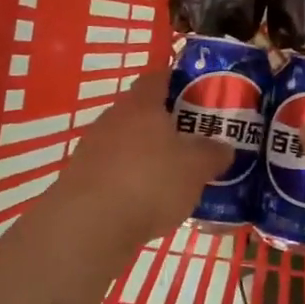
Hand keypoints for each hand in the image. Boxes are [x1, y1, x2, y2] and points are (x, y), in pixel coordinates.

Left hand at [39, 69, 230, 249]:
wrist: (88, 226)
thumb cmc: (149, 182)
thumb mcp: (196, 168)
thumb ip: (213, 153)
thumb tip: (223, 147)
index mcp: (141, 104)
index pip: (159, 77)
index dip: (179, 80)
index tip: (199, 93)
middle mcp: (113, 118)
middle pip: (143, 111)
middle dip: (167, 123)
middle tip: (194, 139)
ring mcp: (92, 148)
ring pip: (128, 142)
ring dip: (148, 154)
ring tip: (175, 175)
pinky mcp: (82, 179)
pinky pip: (115, 170)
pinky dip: (131, 180)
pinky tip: (148, 201)